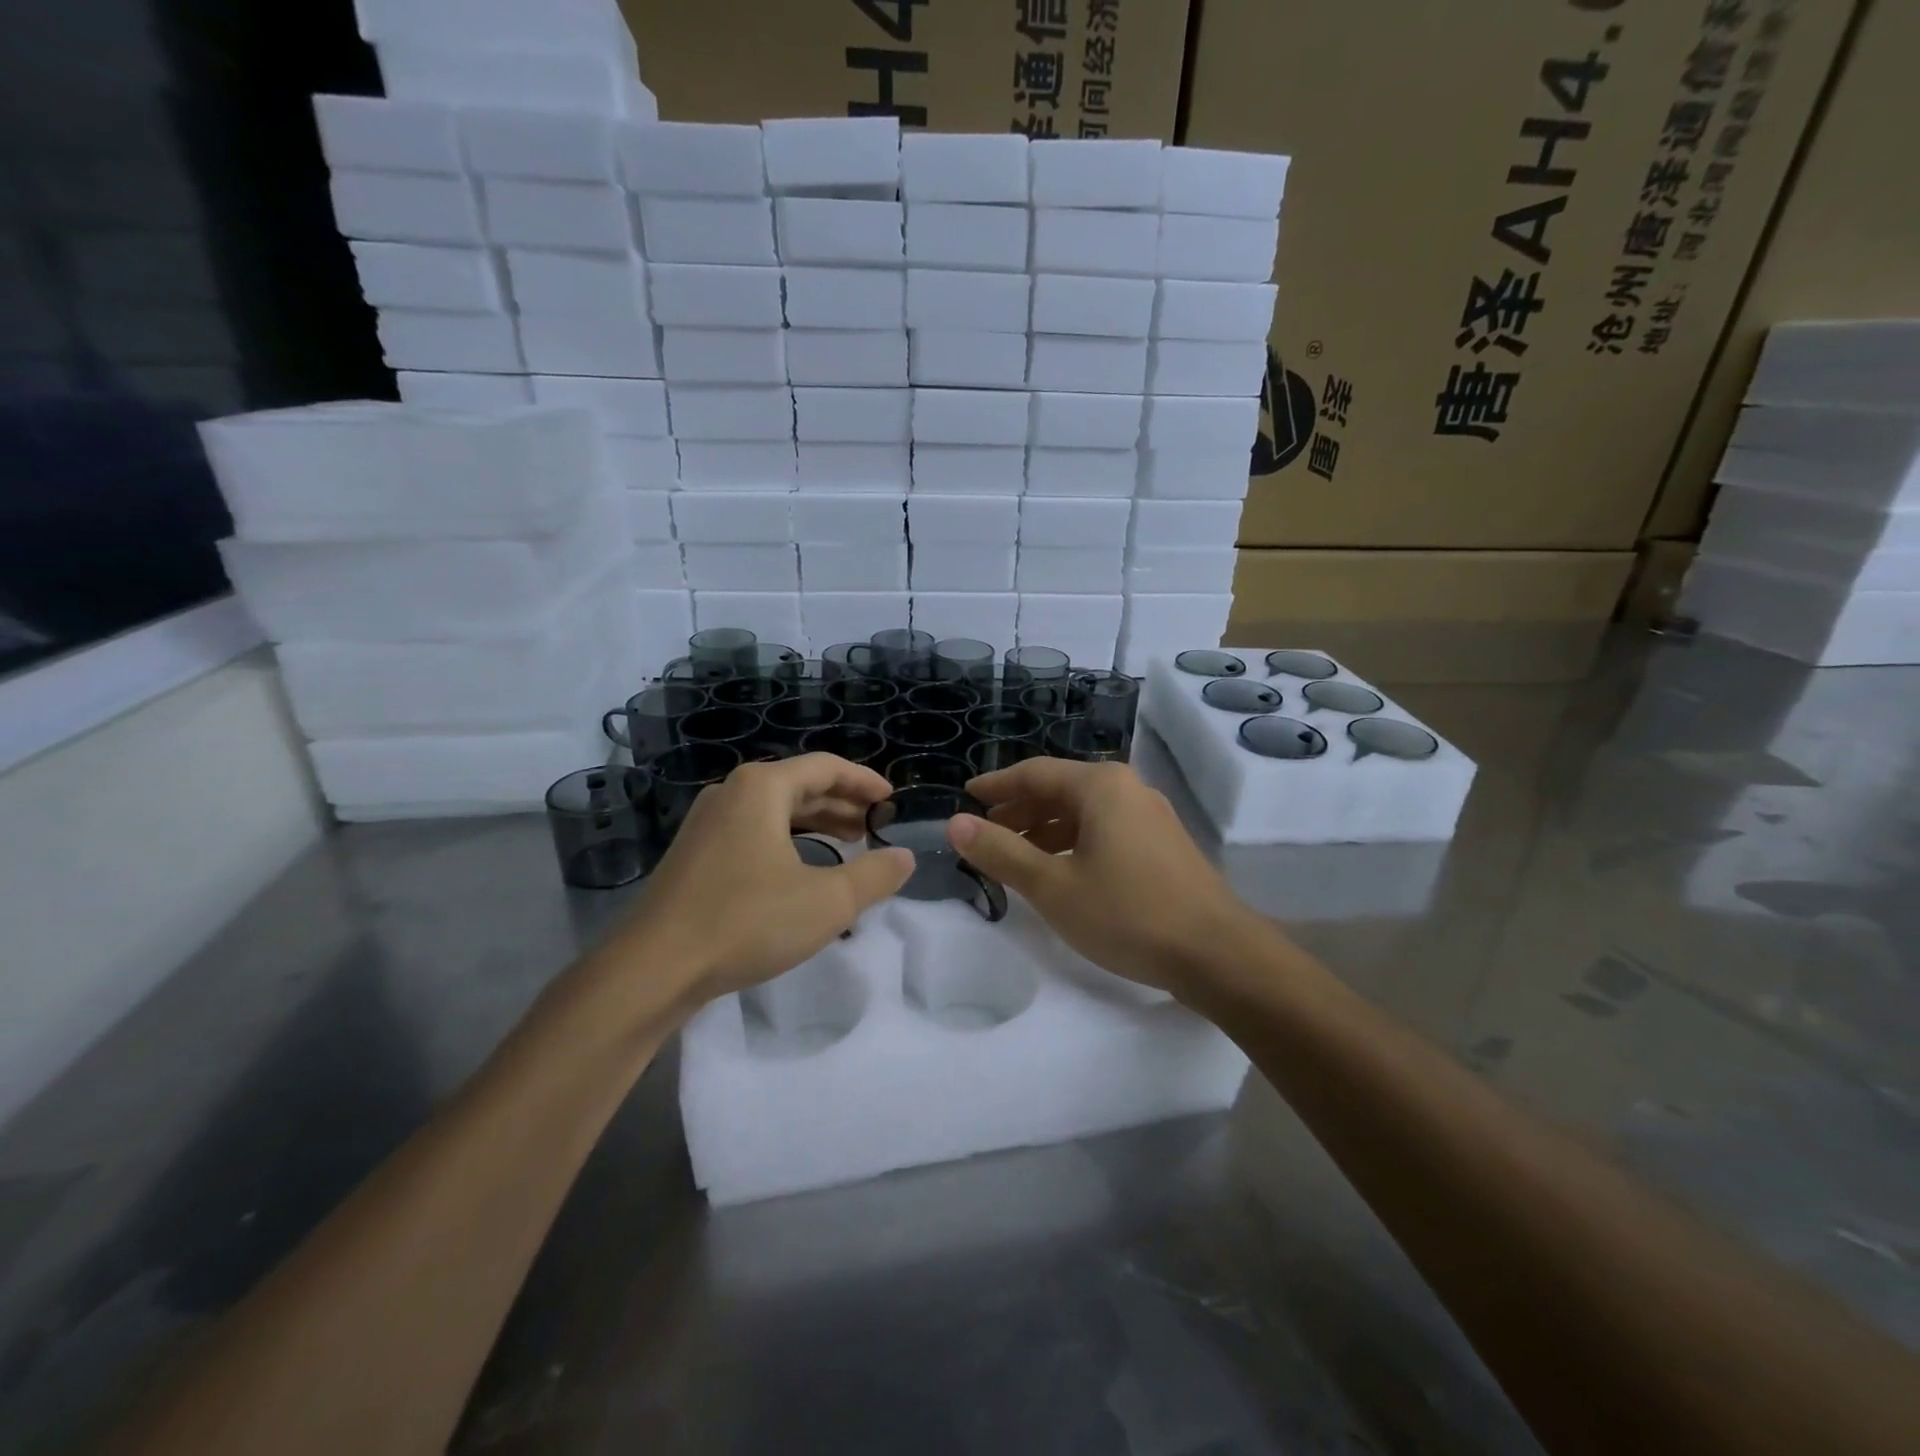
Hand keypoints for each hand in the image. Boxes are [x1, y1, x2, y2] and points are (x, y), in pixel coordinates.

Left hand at [615, 754, 913, 1002]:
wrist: (653, 969)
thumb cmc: (746, 921)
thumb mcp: (827, 901)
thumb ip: (875, 875)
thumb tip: (904, 857)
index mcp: (762, 788)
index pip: (826, 767)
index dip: (865, 781)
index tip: (892, 800)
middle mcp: (732, 793)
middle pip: (800, 785)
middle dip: (843, 804)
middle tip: (877, 826)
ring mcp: (708, 823)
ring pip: (775, 811)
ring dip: (817, 823)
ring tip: (850, 844)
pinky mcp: (696, 854)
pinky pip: (754, 832)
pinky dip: (788, 840)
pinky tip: (804, 869)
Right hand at [950, 758, 1266, 996]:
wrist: (1217, 954)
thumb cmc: (1127, 913)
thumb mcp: (1053, 885)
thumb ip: (1001, 853)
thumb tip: (955, 824)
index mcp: (1100, 786)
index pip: (1034, 773)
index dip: (996, 786)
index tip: (966, 797)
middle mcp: (1127, 789)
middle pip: (1060, 790)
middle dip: (1019, 811)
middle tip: (986, 835)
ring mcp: (1150, 817)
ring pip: (1084, 813)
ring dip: (1045, 830)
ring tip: (1017, 858)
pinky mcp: (1163, 846)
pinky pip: (1105, 831)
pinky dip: (1074, 843)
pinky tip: (1062, 872)